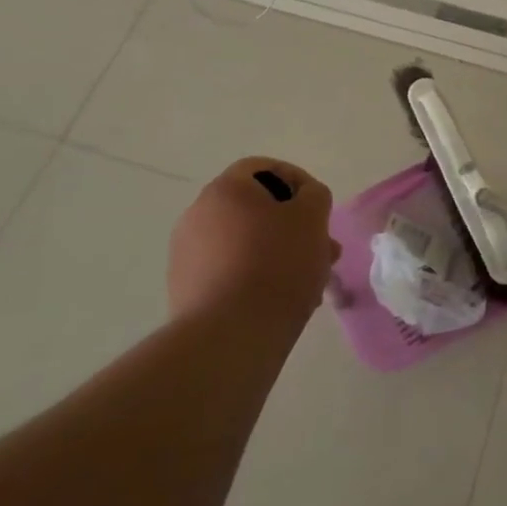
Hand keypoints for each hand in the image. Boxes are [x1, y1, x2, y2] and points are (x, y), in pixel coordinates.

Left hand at [168, 157, 337, 324]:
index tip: (318, 207)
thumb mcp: (312, 216)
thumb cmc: (277, 263)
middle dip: (292, 225)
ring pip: (244, 243)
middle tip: (321, 248)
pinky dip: (256, 278)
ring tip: (310, 280)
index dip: (296, 180)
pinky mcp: (185, 292)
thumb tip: (303, 198)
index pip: (261, 167)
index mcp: (225, 190)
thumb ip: (314, 195)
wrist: (229, 337)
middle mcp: (197, 216)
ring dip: (278, 252)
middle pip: (254, 209)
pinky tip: (281, 301)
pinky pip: (229, 272)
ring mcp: (186, 256)